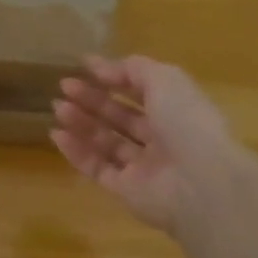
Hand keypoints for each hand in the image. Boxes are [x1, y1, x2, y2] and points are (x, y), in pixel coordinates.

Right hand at [51, 55, 251, 236]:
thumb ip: (132, 69)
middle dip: (93, 100)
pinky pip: (97, 168)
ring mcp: (143, 167)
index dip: (115, 77)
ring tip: (57, 107)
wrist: (200, 183)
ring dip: (82, 123)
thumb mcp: (164, 79)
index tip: (85, 66)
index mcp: (176, 109)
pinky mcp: (126, 191)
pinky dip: (77, 153)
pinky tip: (57, 135)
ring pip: (107, 142)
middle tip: (64, 86)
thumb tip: (101, 67)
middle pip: (121, 116)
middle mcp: (161, 137)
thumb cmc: (186, 122)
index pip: (141, 89)